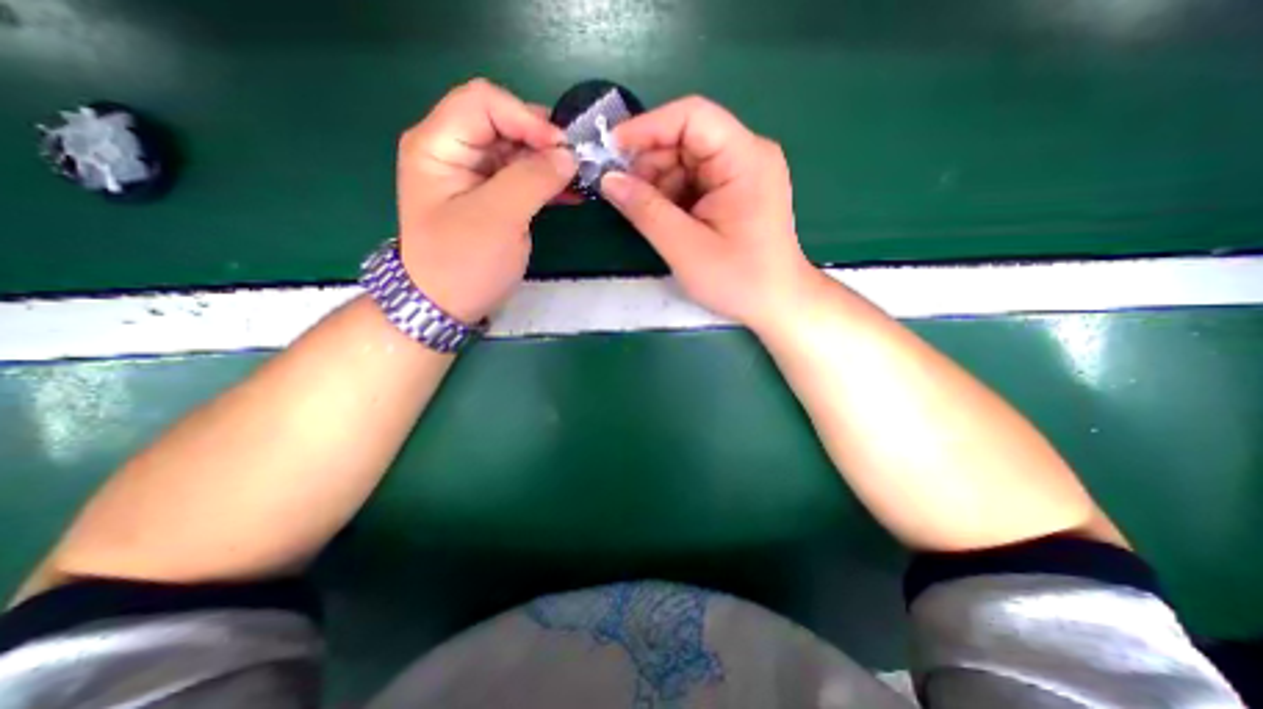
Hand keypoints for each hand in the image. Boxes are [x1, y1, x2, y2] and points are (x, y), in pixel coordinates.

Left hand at [397, 77, 575, 321]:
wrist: (447, 307)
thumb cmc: (464, 264)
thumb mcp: (498, 219)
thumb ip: (533, 179)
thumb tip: (568, 155)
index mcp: (439, 145)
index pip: (484, 102)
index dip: (526, 118)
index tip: (562, 149)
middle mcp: (454, 152)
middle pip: (502, 123)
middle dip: (542, 140)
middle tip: (577, 163)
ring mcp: (474, 176)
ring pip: (517, 152)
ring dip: (549, 163)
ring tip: (580, 179)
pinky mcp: (493, 198)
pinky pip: (523, 178)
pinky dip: (547, 182)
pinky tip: (571, 193)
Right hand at [601, 96, 819, 331]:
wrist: (776, 304)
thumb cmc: (738, 279)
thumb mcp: (685, 247)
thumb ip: (645, 210)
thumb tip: (608, 179)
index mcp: (744, 159)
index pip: (691, 116)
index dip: (647, 127)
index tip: (611, 150)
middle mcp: (747, 155)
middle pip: (687, 138)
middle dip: (650, 162)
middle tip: (622, 193)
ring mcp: (743, 173)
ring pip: (687, 161)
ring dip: (659, 183)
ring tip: (642, 212)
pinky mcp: (736, 192)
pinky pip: (695, 181)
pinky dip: (673, 196)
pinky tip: (663, 218)